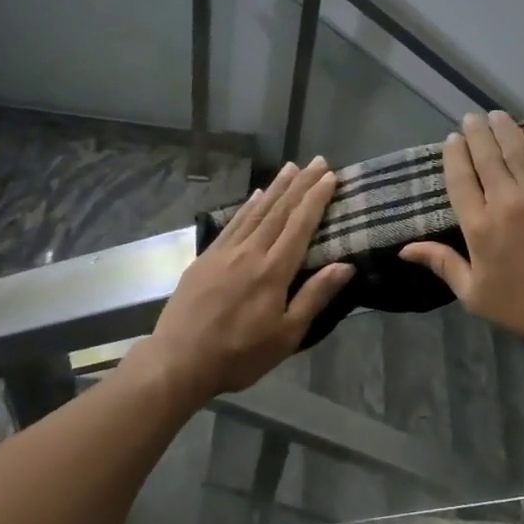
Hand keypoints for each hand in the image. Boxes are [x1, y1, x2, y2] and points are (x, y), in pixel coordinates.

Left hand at [145, 158, 353, 401]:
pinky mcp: (206, 258)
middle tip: (318, 161)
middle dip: (300, 184)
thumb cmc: (239, 355)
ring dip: (275, 187)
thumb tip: (345, 265)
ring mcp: (225, 252)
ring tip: (291, 167)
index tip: (330, 177)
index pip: (300, 226)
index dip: (316, 199)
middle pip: (279, 211)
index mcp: (273, 271)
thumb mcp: (286, 335)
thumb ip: (315, 297)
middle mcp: (250, 252)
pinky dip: (247, 206)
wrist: (178, 362)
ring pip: (255, 211)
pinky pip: (232, 223)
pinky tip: (255, 195)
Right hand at [401, 111, 523, 350]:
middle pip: (487, 157)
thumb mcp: (473, 293)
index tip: (453, 139)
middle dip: (477, 133)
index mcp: (479, 227)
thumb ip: (442, 263)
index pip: (460, 179)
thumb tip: (404, 248)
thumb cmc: (523, 308)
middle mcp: (507, 202)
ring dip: (505, 129)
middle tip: (473, 119)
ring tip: (497, 116)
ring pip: (519, 149)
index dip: (455, 155)